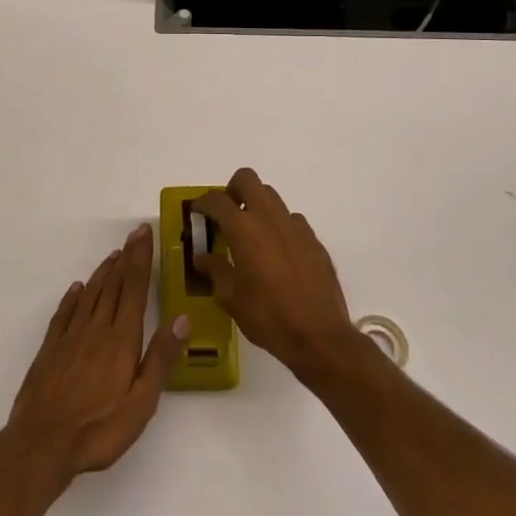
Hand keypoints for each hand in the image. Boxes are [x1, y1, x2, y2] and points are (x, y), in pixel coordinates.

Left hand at [6, 223, 188, 478]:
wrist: (42, 443)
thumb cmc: (99, 428)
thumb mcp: (141, 402)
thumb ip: (161, 358)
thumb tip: (181, 318)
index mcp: (121, 339)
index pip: (134, 288)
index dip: (140, 259)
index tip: (144, 233)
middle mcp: (96, 328)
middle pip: (114, 284)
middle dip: (126, 257)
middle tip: (134, 234)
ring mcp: (70, 337)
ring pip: (91, 294)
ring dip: (104, 272)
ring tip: (114, 255)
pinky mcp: (51, 349)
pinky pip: (65, 313)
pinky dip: (73, 297)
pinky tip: (77, 289)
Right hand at [192, 168, 357, 382]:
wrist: (319, 335)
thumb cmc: (267, 316)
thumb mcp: (230, 298)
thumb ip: (214, 270)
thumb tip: (203, 257)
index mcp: (244, 228)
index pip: (217, 200)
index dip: (202, 202)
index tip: (197, 212)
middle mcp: (269, 217)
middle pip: (248, 179)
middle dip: (233, 189)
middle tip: (226, 213)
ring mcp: (295, 226)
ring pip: (272, 196)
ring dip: (257, 205)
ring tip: (251, 234)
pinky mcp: (314, 239)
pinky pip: (291, 220)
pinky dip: (279, 226)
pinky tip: (278, 253)